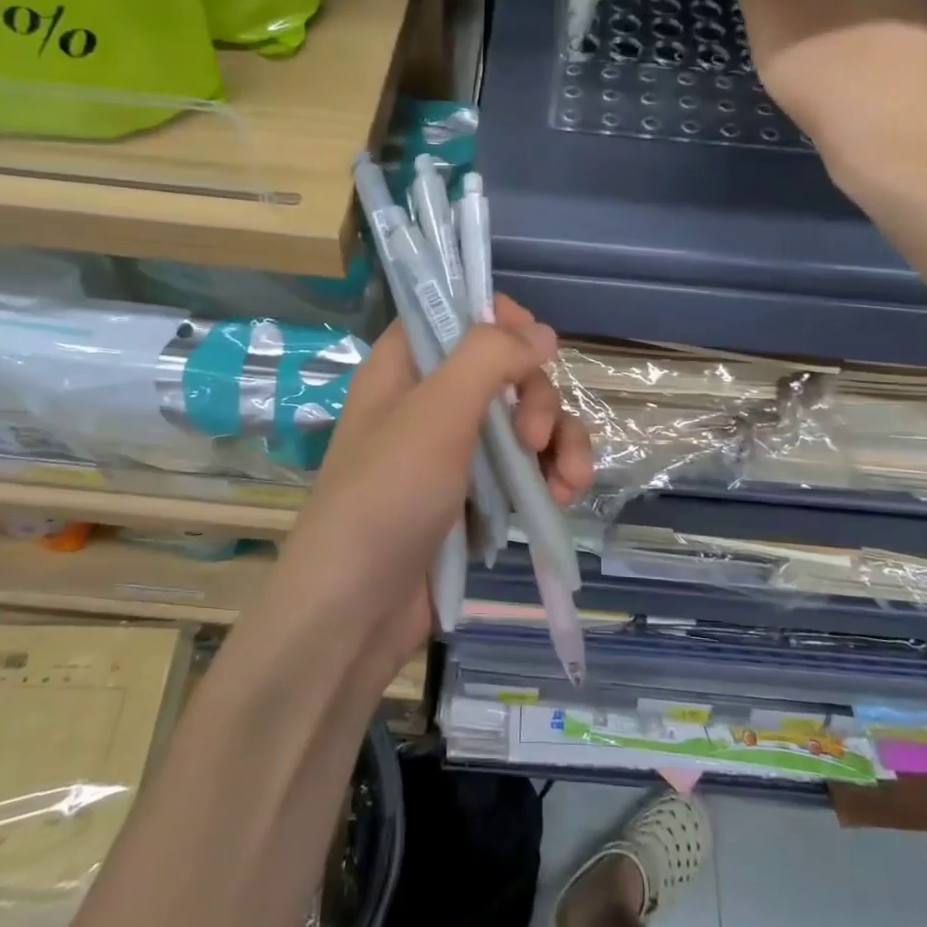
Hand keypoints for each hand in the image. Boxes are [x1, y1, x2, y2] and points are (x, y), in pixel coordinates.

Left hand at [276, 295, 595, 679]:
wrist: (356, 613)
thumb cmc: (386, 498)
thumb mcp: (434, 415)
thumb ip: (487, 358)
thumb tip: (541, 332)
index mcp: (404, 368)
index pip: (453, 314)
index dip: (498, 319)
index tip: (533, 344)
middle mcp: (430, 402)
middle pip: (505, 370)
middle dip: (537, 398)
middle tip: (534, 438)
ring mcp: (455, 452)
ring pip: (524, 420)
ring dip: (559, 442)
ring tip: (570, 481)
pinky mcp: (476, 496)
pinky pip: (525, 467)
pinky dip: (550, 476)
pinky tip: (562, 498)